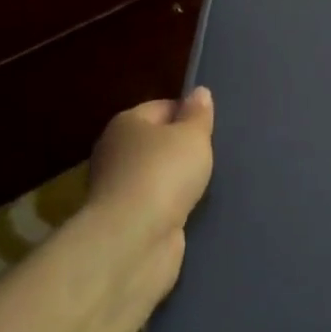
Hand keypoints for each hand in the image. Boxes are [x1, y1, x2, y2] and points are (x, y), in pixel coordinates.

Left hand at [84, 87, 215, 301]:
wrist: (135, 239)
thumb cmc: (164, 173)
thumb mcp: (192, 136)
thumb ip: (198, 114)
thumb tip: (199, 92)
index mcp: (126, 124)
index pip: (161, 107)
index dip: (188, 113)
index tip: (213, 127)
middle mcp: (115, 153)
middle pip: (156, 142)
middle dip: (182, 149)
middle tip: (215, 155)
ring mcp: (118, 190)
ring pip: (156, 176)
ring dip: (178, 181)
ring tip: (209, 183)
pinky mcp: (127, 221)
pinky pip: (157, 205)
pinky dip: (172, 206)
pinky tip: (193, 209)